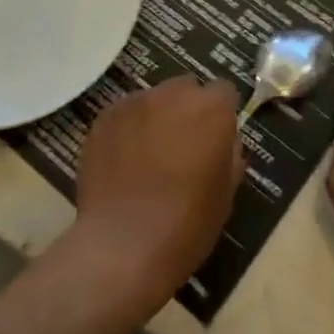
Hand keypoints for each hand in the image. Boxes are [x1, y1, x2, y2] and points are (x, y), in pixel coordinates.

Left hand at [72, 76, 242, 306]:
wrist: (123, 245)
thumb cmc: (187, 224)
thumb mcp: (225, 194)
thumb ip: (229, 155)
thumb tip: (224, 142)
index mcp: (211, 109)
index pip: (223, 92)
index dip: (221, 114)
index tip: (216, 139)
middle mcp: (173, 94)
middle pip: (186, 89)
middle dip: (187, 110)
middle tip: (183, 146)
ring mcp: (135, 102)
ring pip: (153, 99)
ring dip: (156, 117)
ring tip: (148, 155)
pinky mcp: (104, 118)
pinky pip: (124, 114)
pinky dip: (128, 129)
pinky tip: (123, 161)